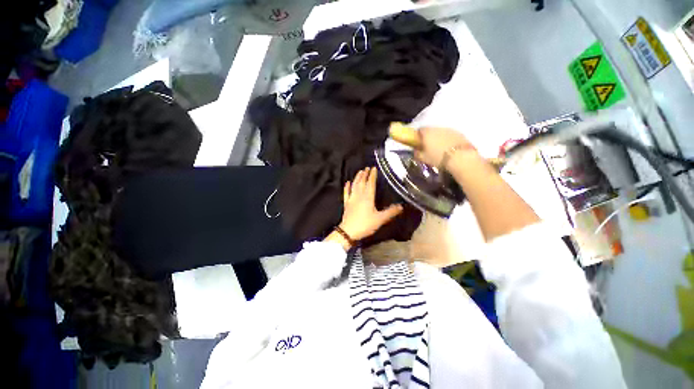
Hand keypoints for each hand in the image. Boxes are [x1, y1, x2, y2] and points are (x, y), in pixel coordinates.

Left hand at [339, 167, 403, 240]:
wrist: (349, 231)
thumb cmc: (365, 224)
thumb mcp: (380, 219)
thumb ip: (390, 212)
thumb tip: (401, 206)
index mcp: (368, 197)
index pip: (371, 183)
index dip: (372, 175)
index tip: (373, 168)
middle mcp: (359, 195)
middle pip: (362, 182)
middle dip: (364, 174)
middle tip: (366, 168)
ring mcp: (351, 199)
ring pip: (354, 185)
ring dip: (357, 178)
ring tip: (359, 172)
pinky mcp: (346, 203)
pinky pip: (346, 193)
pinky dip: (347, 187)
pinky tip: (347, 182)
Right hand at [415, 127, 474, 166]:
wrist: (461, 158)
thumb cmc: (438, 157)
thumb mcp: (423, 158)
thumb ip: (417, 153)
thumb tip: (415, 150)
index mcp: (427, 133)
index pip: (419, 130)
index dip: (418, 136)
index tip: (417, 143)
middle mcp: (437, 128)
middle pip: (431, 130)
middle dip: (429, 137)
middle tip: (428, 147)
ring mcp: (449, 129)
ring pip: (440, 132)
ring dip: (438, 138)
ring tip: (439, 148)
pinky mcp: (459, 133)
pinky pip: (449, 135)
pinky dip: (447, 140)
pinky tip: (448, 148)